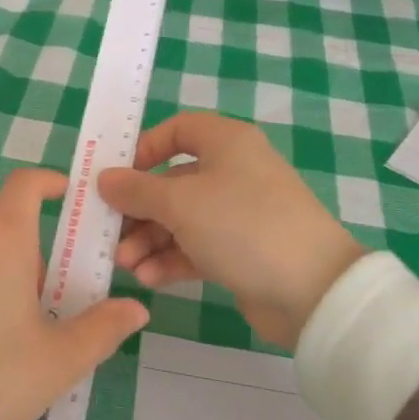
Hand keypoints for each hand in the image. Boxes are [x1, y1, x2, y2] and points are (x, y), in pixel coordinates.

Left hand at [0, 168, 148, 419]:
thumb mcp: (58, 362)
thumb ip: (103, 329)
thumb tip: (135, 309)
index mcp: (2, 239)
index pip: (25, 183)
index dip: (48, 182)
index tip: (68, 198)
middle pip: (2, 218)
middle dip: (30, 241)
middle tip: (51, 291)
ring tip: (11, 322)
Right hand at [97, 113, 364, 349]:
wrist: (313, 289)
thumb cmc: (242, 225)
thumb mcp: (180, 203)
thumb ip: (136, 190)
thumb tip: (105, 178)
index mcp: (226, 142)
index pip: (178, 130)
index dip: (144, 149)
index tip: (117, 177)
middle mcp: (234, 171)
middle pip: (173, 181)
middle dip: (139, 210)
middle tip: (110, 234)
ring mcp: (240, 213)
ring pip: (182, 218)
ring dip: (150, 240)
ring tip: (126, 265)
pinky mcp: (243, 251)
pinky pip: (198, 247)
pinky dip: (172, 260)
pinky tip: (149, 279)